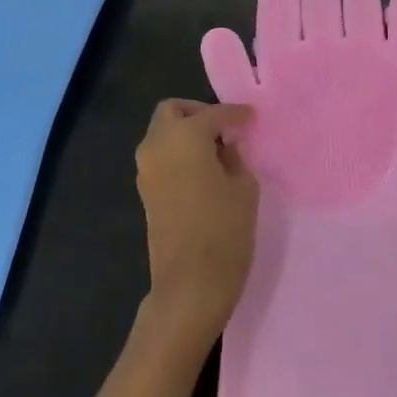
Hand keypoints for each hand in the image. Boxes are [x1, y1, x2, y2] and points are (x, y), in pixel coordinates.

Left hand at [135, 99, 258, 347]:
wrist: (189, 285)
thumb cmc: (224, 230)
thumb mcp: (243, 188)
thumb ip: (235, 158)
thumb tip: (227, 146)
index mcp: (185, 136)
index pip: (213, 114)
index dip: (235, 113)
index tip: (251, 117)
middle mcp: (158, 145)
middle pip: (172, 112)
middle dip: (197, 113)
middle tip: (224, 129)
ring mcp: (146, 169)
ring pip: (162, 134)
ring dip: (185, 133)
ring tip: (216, 151)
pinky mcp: (145, 192)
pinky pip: (160, 156)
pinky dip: (178, 153)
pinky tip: (203, 170)